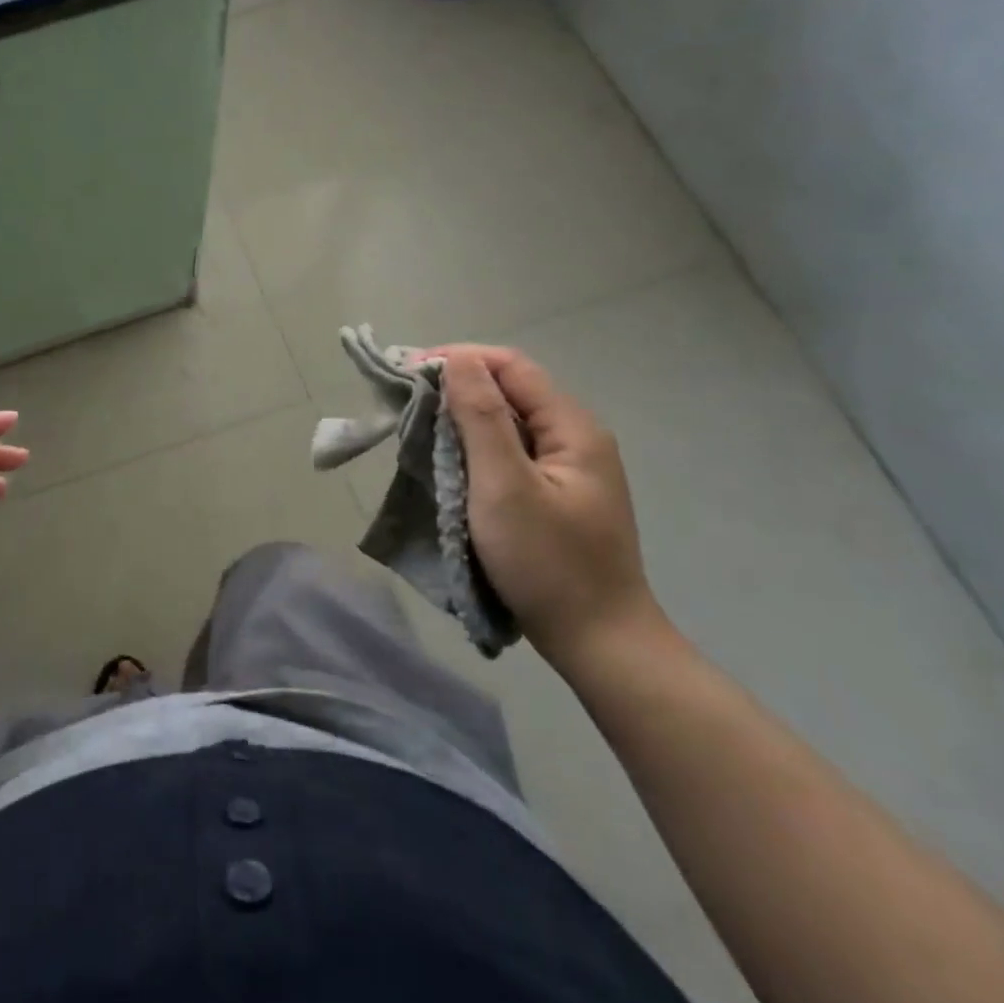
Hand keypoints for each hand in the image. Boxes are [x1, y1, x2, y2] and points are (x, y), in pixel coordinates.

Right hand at [420, 345, 664, 672]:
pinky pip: (507, 453)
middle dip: (456, 387)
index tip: (407, 372)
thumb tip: (457, 360)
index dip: (459, 359)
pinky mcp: (552, 494)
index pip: (511, 367)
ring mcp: (566, 468)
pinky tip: (447, 460)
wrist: (599, 643)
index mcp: (572, 428)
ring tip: (417, 427)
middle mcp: (574, 438)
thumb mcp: (505, 486)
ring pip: (506, 422)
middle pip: (510, 391)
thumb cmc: (548, 563)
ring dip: (461, 418)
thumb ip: (481, 417)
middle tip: (404, 400)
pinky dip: (472, 447)